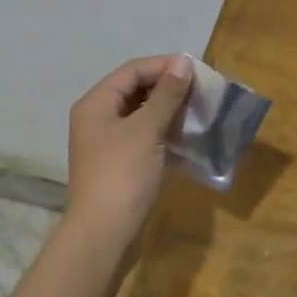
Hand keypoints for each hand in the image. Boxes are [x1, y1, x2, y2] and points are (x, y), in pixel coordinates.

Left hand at [65, 54, 193, 256]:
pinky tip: (187, 137)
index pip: (132, 71)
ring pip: (140, 116)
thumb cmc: (123, 174)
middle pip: (134, 91)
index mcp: (96, 103)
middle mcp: (97, 118)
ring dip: (168, 111)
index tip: (197, 70)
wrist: (104, 233)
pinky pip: (143, 138)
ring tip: (199, 111)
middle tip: (201, 91)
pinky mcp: (118, 166)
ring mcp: (106, 144)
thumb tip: (183, 63)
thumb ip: (166, 95)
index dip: (163, 66)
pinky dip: (163, 134)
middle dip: (167, 88)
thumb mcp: (146, 130)